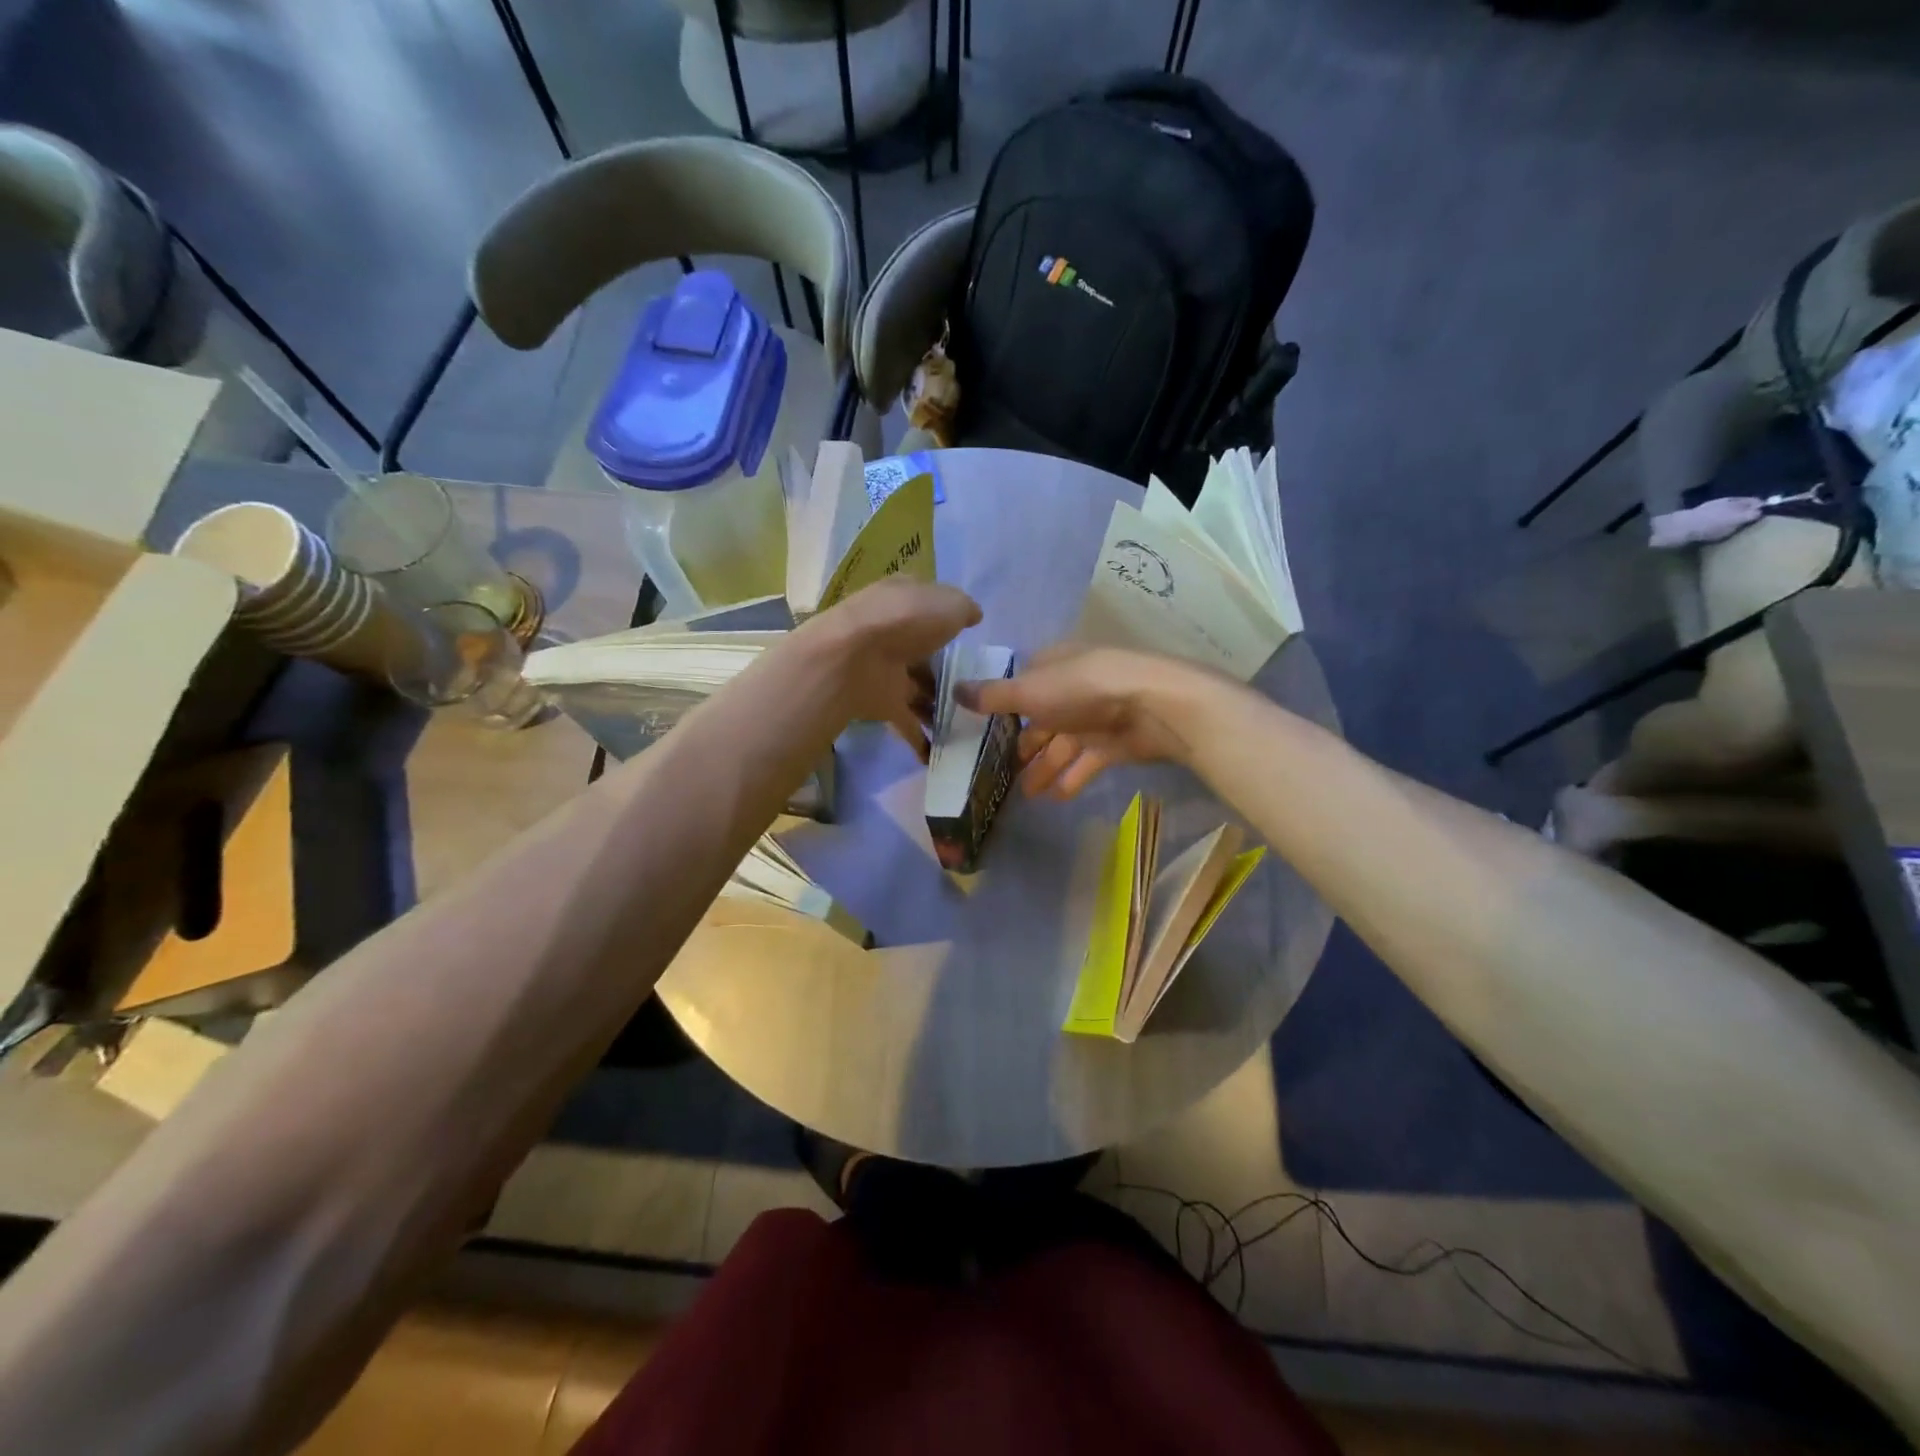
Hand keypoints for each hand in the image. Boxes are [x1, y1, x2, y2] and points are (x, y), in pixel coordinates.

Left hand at [801, 577, 981, 759]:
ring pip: (918, 688)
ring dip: (937, 706)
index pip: (928, 605)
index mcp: (904, 599)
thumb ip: (964, 609)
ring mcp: (885, 669)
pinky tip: (939, 755)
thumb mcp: (949, 604)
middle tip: (977, 688)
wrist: (853, 659)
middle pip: (924, 651)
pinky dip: (920, 740)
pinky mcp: (880, 702)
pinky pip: (906, 722)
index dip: (948, 617)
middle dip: (945, 670)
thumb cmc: (906, 620)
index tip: (970, 636)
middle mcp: (893, 633)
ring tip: (969, 724)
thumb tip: (972, 616)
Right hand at [956, 645, 1213, 798]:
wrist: (1151, 706)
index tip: (982, 734)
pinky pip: (1086, 762)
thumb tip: (953, 690)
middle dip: (1023, 746)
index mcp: (1052, 667)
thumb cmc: (1082, 689)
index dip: (1001, 708)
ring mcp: (1095, 716)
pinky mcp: (1114, 742)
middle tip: (1002, 773)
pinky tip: (1056, 798)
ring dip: (1044, 768)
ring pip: (1062, 745)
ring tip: (1026, 795)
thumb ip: (992, 696)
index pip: (1021, 686)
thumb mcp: (1029, 691)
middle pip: (1041, 720)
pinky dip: (1071, 778)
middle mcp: (1072, 689)